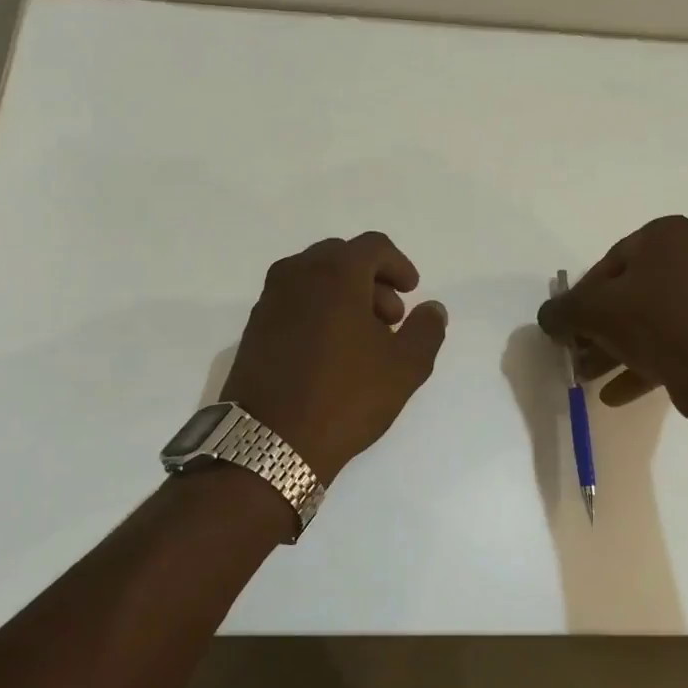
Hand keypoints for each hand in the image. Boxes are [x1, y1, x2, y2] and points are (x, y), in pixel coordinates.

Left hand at [222, 232, 447, 482]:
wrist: (271, 440)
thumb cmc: (346, 397)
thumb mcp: (404, 367)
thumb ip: (426, 330)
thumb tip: (432, 308)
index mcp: (335, 273)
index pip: (373, 246)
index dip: (399, 265)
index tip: (411, 291)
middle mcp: (297, 274)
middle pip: (342, 258)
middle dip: (372, 280)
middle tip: (390, 319)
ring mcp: (270, 299)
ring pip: (314, 278)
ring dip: (344, 295)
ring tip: (363, 339)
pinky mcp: (254, 326)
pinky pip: (294, 301)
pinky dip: (318, 310)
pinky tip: (331, 351)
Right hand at [536, 215, 687, 413]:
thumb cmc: (653, 323)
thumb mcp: (591, 312)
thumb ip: (561, 311)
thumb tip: (549, 317)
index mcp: (666, 235)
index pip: (608, 263)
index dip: (582, 298)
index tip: (570, 325)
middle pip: (631, 293)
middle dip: (599, 327)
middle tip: (579, 353)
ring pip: (653, 320)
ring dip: (618, 348)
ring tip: (592, 378)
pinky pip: (677, 340)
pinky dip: (647, 361)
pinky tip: (618, 393)